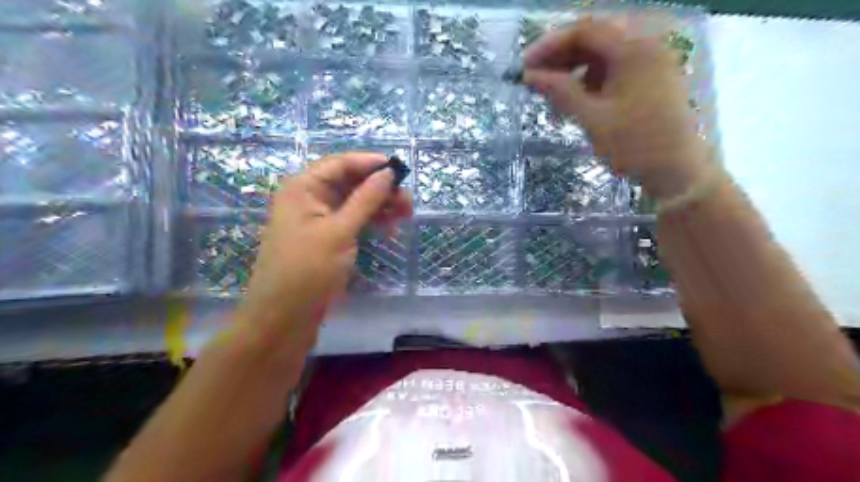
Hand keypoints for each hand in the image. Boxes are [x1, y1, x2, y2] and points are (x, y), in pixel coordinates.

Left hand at [233, 153, 410, 358]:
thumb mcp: (340, 231)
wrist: (284, 318)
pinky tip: (389, 227)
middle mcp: (309, 198)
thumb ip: (365, 199)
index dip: (370, 163)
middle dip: (379, 188)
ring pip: (354, 202)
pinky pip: (352, 220)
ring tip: (405, 214)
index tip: (400, 169)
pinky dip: (371, 221)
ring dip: (379, 205)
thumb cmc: (308, 269)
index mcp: (303, 188)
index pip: (340, 163)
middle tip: (407, 201)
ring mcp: (319, 220)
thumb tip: (388, 173)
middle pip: (349, 182)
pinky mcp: (327, 238)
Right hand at [524, 17, 712, 196]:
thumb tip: (528, 76)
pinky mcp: (651, 77)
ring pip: (603, 53)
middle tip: (533, 77)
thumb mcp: (593, 118)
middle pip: (594, 37)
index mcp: (634, 49)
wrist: (678, 171)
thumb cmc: (635, 145)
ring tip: (551, 91)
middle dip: (560, 56)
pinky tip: (576, 97)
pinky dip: (591, 78)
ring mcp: (651, 60)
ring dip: (574, 67)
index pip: (583, 31)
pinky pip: (615, 67)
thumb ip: (560, 92)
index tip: (523, 67)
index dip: (548, 45)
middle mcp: (645, 44)